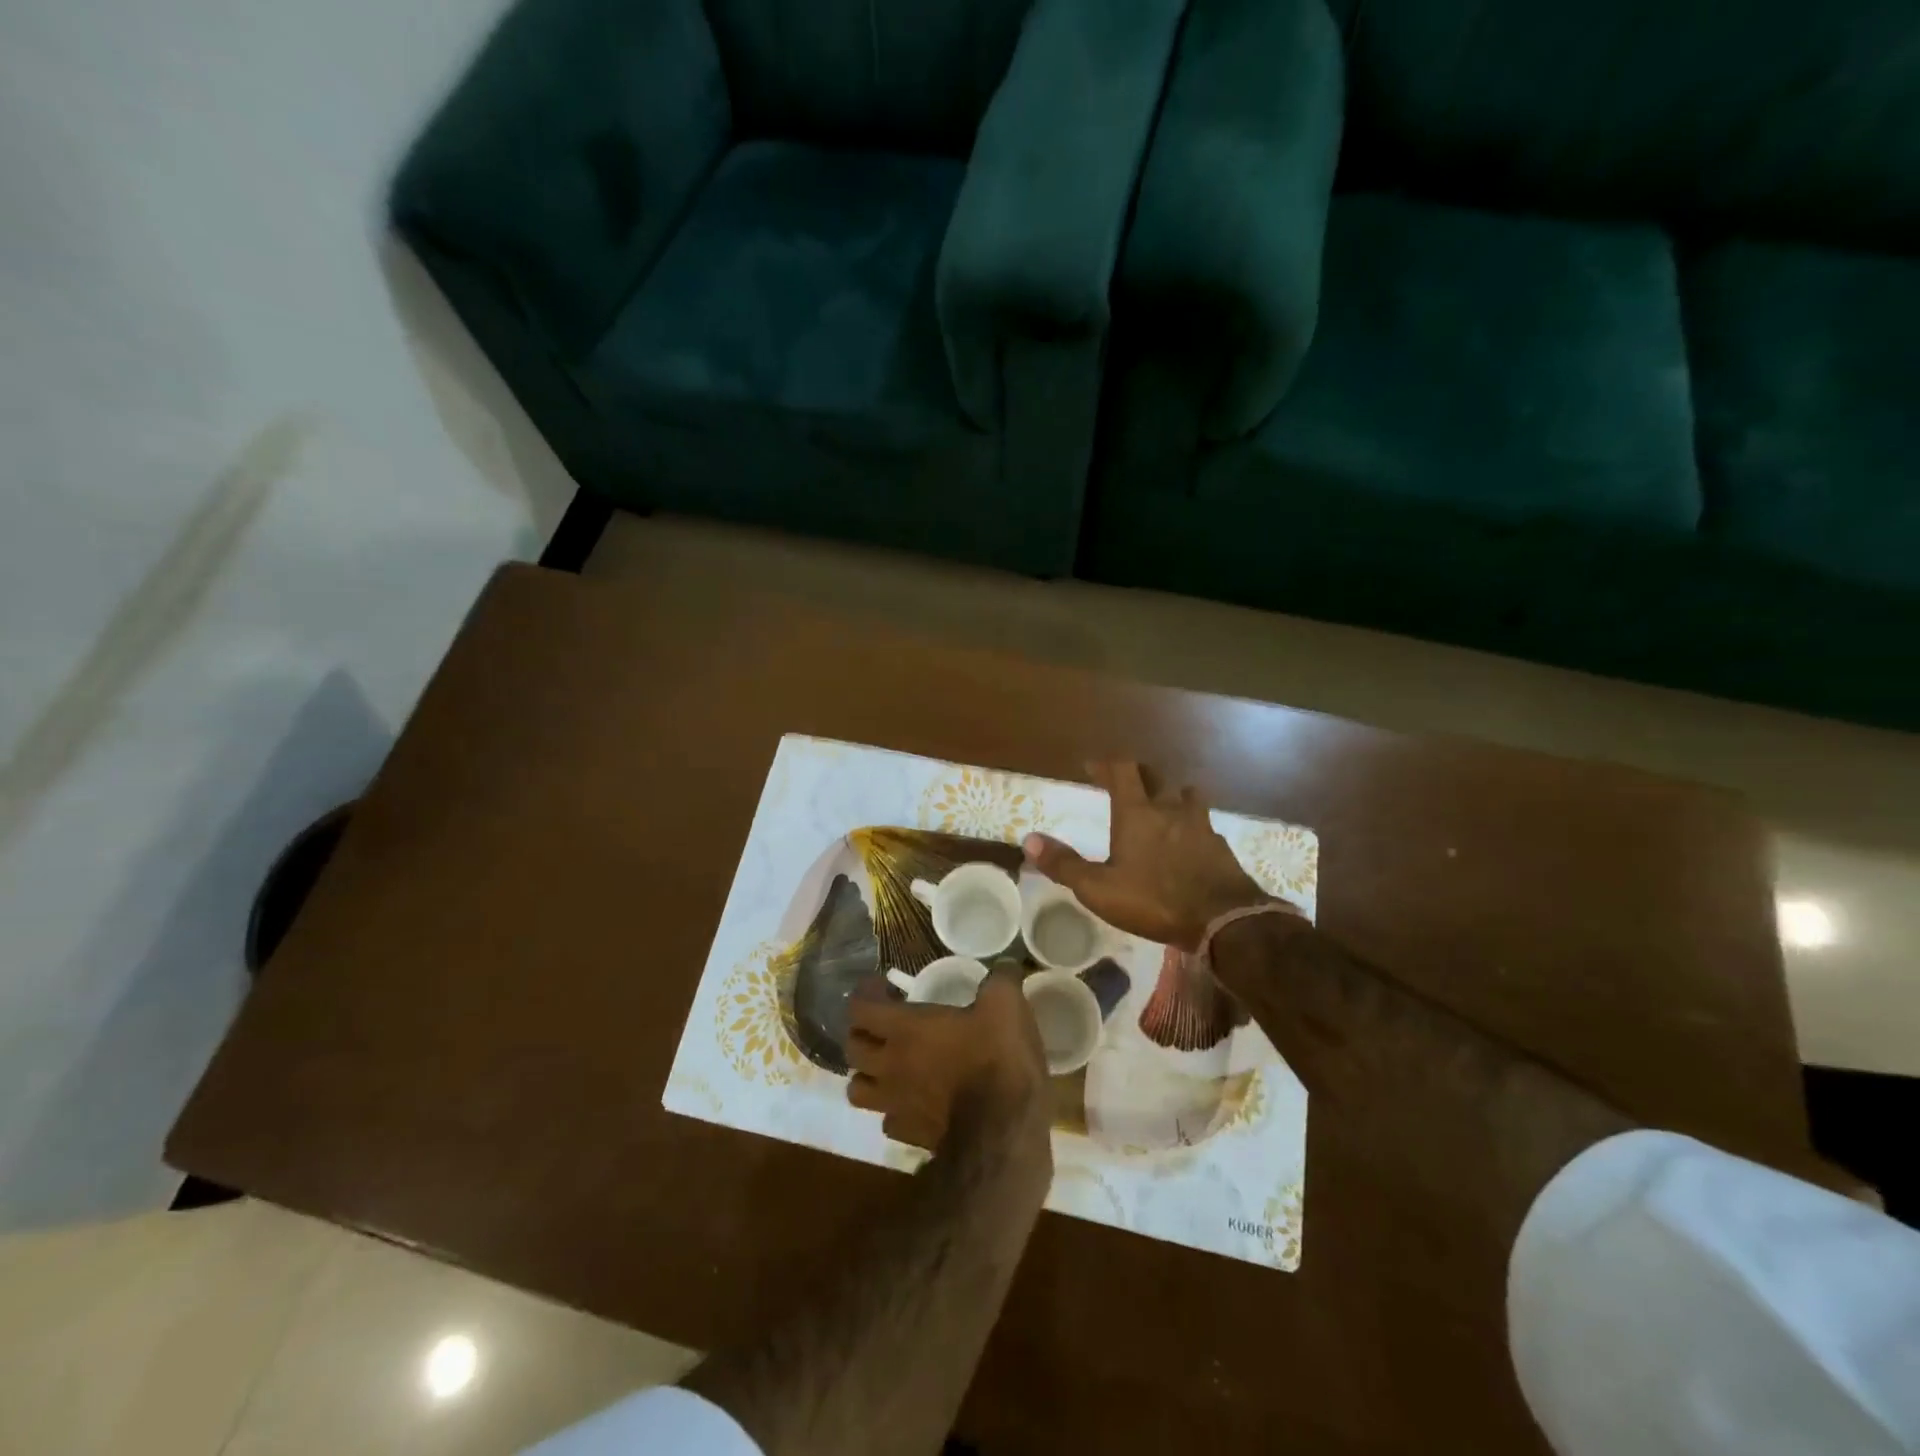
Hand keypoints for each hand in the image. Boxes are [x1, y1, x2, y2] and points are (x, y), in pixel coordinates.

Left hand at [846, 967, 1049, 1151]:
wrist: (1003, 1131)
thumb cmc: (997, 1058)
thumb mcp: (1006, 1004)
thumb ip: (1001, 979)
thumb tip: (1007, 963)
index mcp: (905, 1029)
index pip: (860, 1009)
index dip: (865, 994)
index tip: (884, 987)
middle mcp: (890, 1065)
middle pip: (850, 1048)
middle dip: (861, 1032)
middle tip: (884, 1024)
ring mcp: (895, 1104)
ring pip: (857, 1090)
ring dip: (867, 1075)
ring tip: (888, 1066)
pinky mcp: (909, 1136)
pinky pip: (887, 1120)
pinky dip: (893, 1109)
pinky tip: (913, 1102)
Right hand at [1024, 760, 1287, 950]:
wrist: (1223, 920)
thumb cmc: (1154, 900)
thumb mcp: (1099, 888)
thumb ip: (1064, 864)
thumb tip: (1028, 839)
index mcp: (1137, 813)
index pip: (1122, 771)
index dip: (1106, 764)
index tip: (1092, 767)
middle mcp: (1170, 809)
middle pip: (1156, 776)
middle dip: (1139, 775)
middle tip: (1126, 784)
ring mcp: (1201, 826)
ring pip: (1188, 796)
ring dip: (1174, 796)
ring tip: (1165, 807)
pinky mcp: (1221, 847)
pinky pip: (1205, 825)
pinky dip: (1194, 827)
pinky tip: (1191, 844)